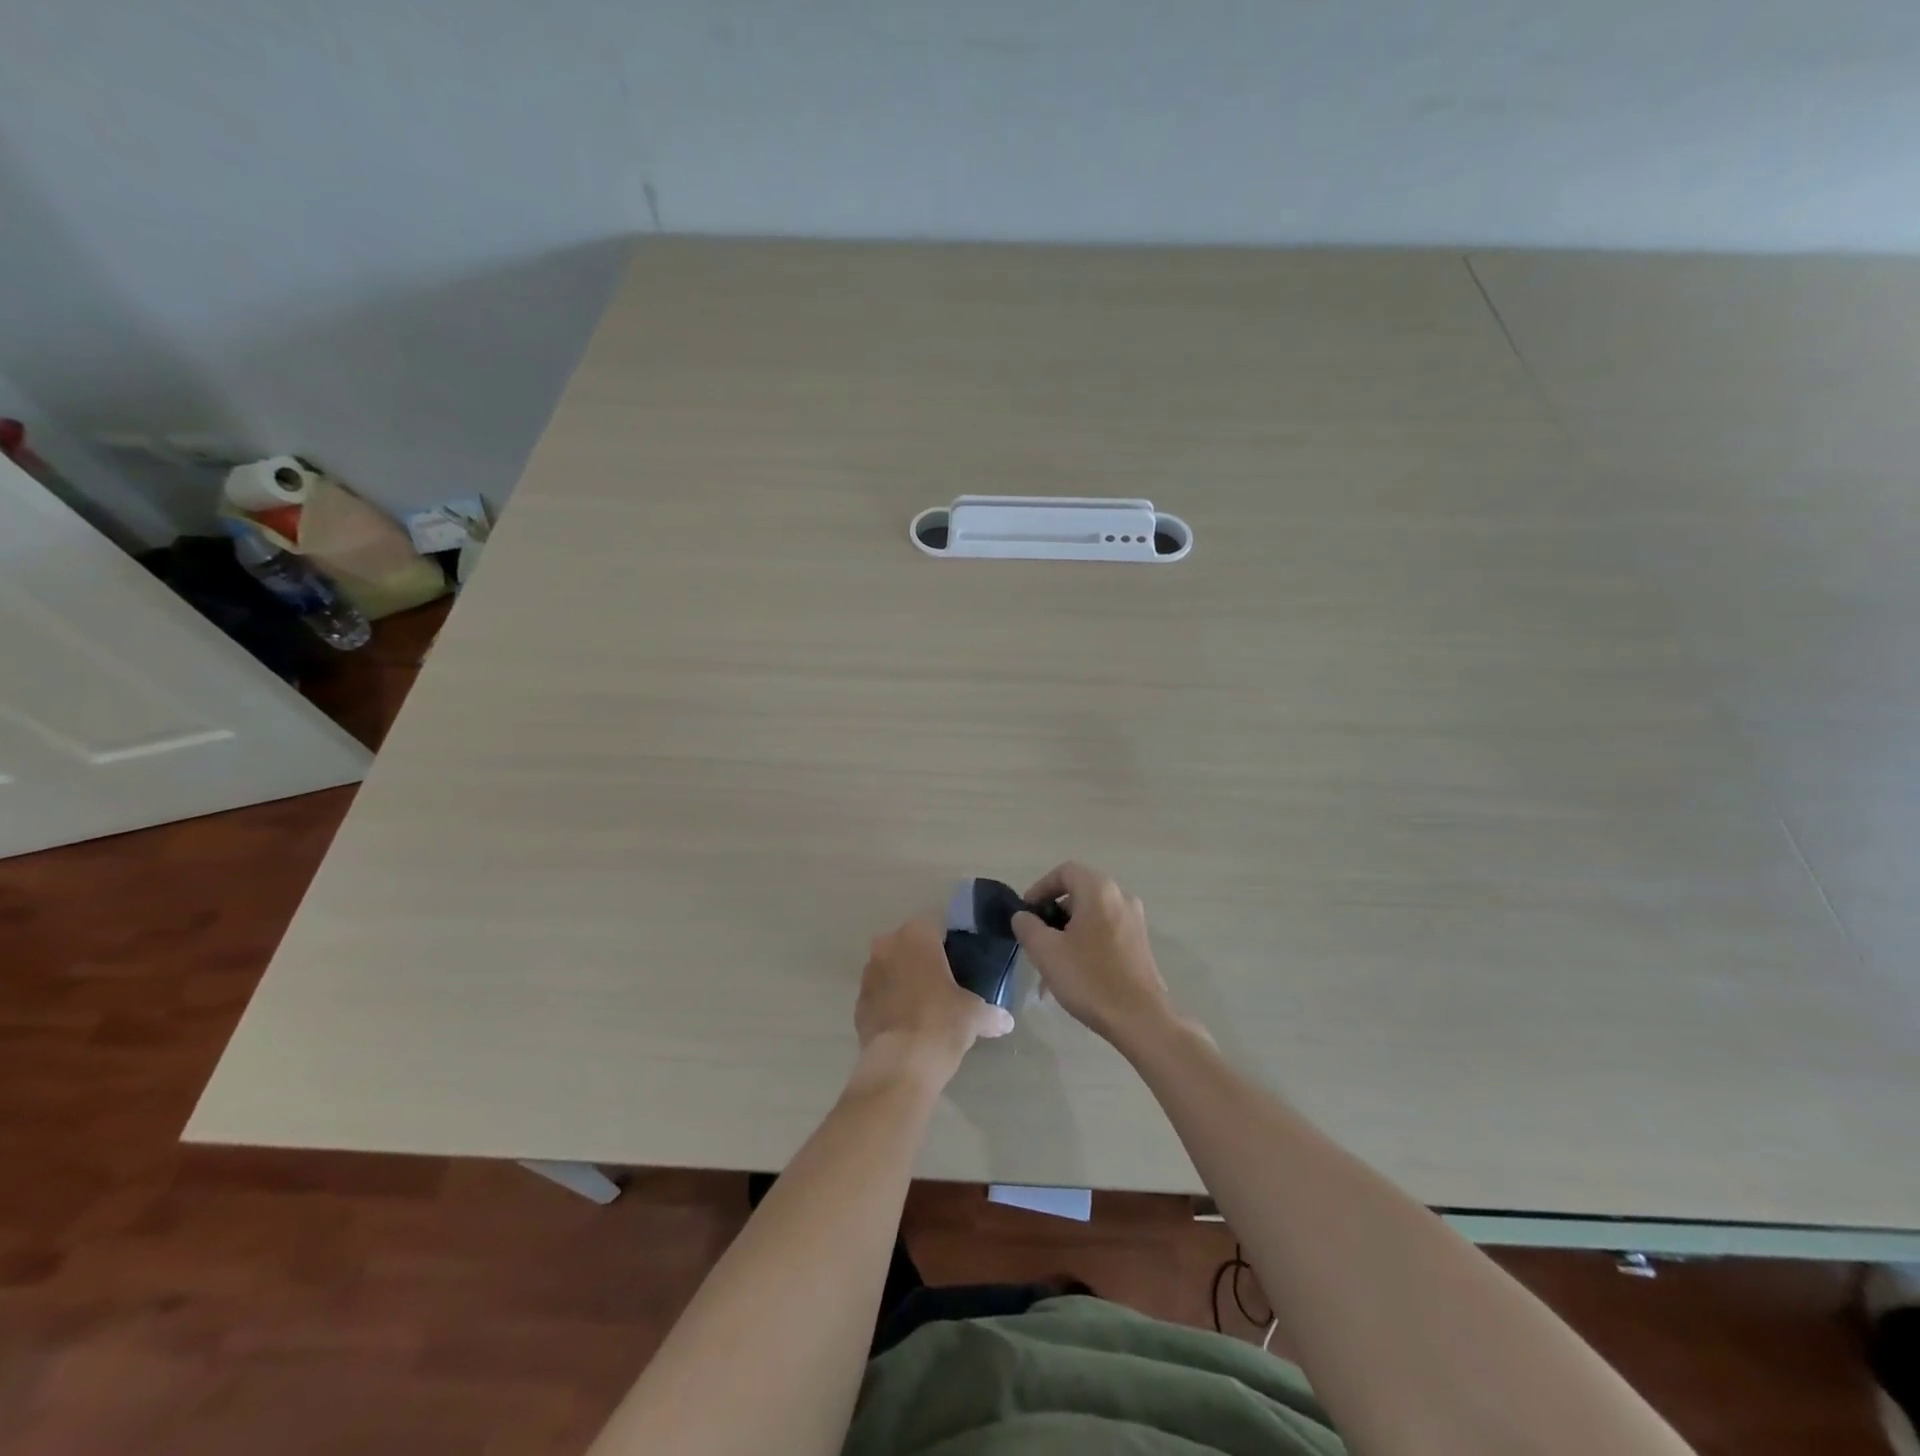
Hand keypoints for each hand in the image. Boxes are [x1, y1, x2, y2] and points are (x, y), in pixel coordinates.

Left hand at [853, 916, 1014, 1089]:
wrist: (900, 1065)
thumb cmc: (941, 1023)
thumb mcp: (975, 1015)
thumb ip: (991, 1013)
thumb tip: (1006, 1021)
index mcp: (917, 936)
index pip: (935, 927)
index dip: (949, 944)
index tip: (960, 963)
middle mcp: (887, 946)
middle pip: (909, 946)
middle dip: (923, 961)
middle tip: (945, 984)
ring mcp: (868, 975)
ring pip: (891, 969)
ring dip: (904, 981)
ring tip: (926, 1006)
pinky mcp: (858, 1004)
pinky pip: (879, 996)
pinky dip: (890, 1004)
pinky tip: (907, 1025)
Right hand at [1011, 862, 1173, 1043]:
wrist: (1140, 1019)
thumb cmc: (1089, 978)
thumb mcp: (1046, 951)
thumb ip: (1028, 926)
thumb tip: (1023, 916)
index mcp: (1099, 890)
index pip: (1064, 871)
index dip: (1040, 888)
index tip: (1026, 913)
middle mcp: (1121, 897)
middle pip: (1078, 893)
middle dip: (1053, 914)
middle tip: (1036, 938)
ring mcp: (1134, 921)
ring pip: (1091, 916)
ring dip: (1067, 933)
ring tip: (1050, 964)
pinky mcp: (1140, 943)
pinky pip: (1105, 932)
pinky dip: (1085, 943)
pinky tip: (1073, 974)